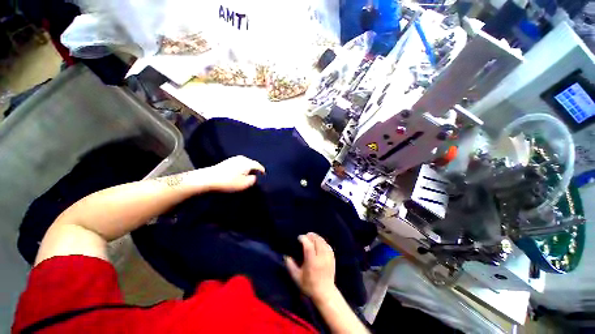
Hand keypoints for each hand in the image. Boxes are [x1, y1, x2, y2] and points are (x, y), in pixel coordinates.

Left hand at [202, 156, 264, 191]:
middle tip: (256, 179)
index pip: (259, 166)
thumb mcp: (245, 184)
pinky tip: (239, 175)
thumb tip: (255, 177)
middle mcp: (242, 158)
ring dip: (247, 170)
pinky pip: (239, 165)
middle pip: (252, 164)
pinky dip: (241, 170)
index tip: (264, 178)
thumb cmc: (229, 182)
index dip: (262, 172)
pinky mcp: (227, 162)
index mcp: (248, 162)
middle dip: (255, 171)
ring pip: (245, 164)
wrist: (208, 179)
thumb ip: (254, 180)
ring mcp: (233, 159)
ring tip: (247, 177)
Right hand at [285, 232, 335, 302]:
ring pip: (323, 242)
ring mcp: (328, 258)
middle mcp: (321, 258)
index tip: (299, 238)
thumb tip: (286, 257)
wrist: (325, 293)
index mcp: (312, 262)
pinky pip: (328, 246)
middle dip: (310, 236)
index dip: (303, 239)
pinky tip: (319, 242)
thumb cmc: (309, 286)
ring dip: (316, 237)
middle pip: (317, 241)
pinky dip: (323, 242)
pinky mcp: (332, 258)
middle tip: (305, 236)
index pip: (308, 245)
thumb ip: (291, 266)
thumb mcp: (297, 278)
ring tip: (311, 237)